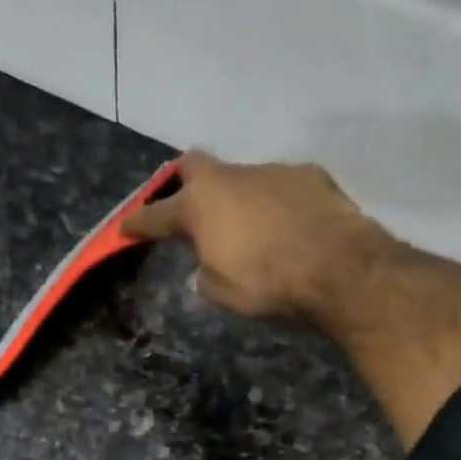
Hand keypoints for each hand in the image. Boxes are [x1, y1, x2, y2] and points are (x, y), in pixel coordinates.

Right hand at [122, 150, 390, 319]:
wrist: (335, 266)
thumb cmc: (266, 283)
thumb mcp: (221, 292)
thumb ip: (206, 272)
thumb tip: (207, 265)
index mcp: (200, 206)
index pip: (157, 215)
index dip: (139, 224)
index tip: (125, 228)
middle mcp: (231, 177)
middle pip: (195, 167)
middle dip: (185, 184)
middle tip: (188, 207)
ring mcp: (271, 170)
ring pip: (243, 179)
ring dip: (240, 201)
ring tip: (253, 232)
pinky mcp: (308, 175)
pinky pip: (281, 188)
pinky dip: (277, 206)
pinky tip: (289, 228)